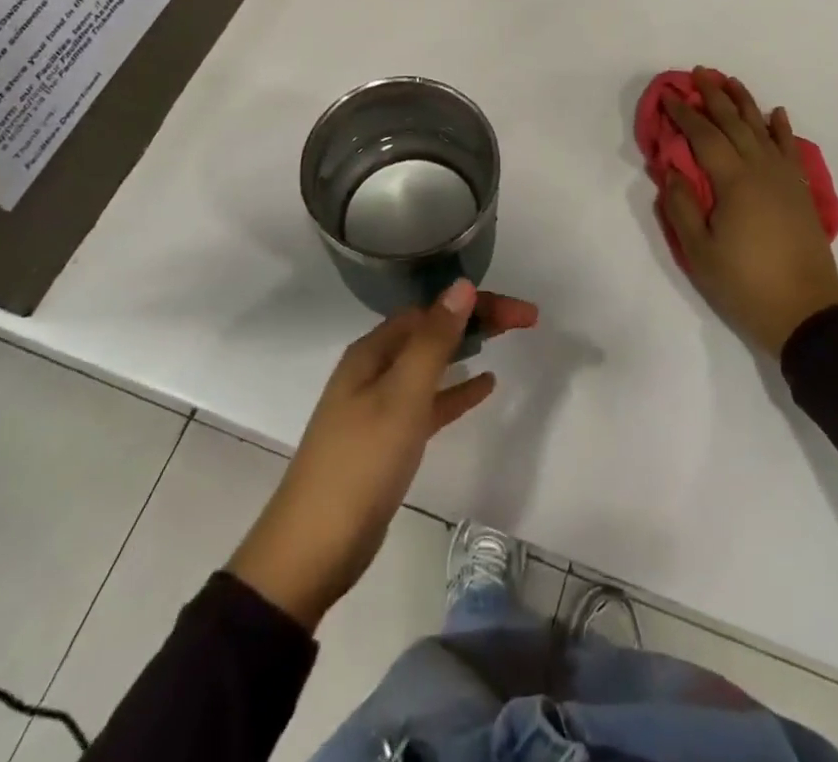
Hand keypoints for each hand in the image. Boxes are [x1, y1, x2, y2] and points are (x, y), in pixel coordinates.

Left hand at [226, 280, 537, 630]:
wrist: (313, 550)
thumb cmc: (360, 464)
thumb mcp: (401, 397)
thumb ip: (433, 342)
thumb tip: (461, 286)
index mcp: (373, 351)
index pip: (432, 310)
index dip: (478, 304)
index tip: (522, 313)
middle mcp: (374, 368)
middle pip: (432, 331)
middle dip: (477, 319)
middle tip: (524, 319)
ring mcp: (379, 404)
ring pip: (432, 363)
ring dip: (468, 348)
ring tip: (506, 340)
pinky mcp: (388, 439)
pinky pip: (430, 401)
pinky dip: (456, 390)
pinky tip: (485, 386)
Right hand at [662, 67, 837, 357]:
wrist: (806, 311)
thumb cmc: (745, 283)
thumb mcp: (699, 251)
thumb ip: (681, 206)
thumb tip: (671, 170)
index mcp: (733, 181)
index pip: (703, 136)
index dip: (684, 114)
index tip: (668, 96)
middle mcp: (761, 169)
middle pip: (734, 123)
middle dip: (714, 96)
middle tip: (698, 73)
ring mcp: (785, 178)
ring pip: (763, 128)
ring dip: (745, 102)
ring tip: (731, 81)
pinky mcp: (800, 190)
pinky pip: (790, 148)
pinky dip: (781, 128)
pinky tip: (776, 113)